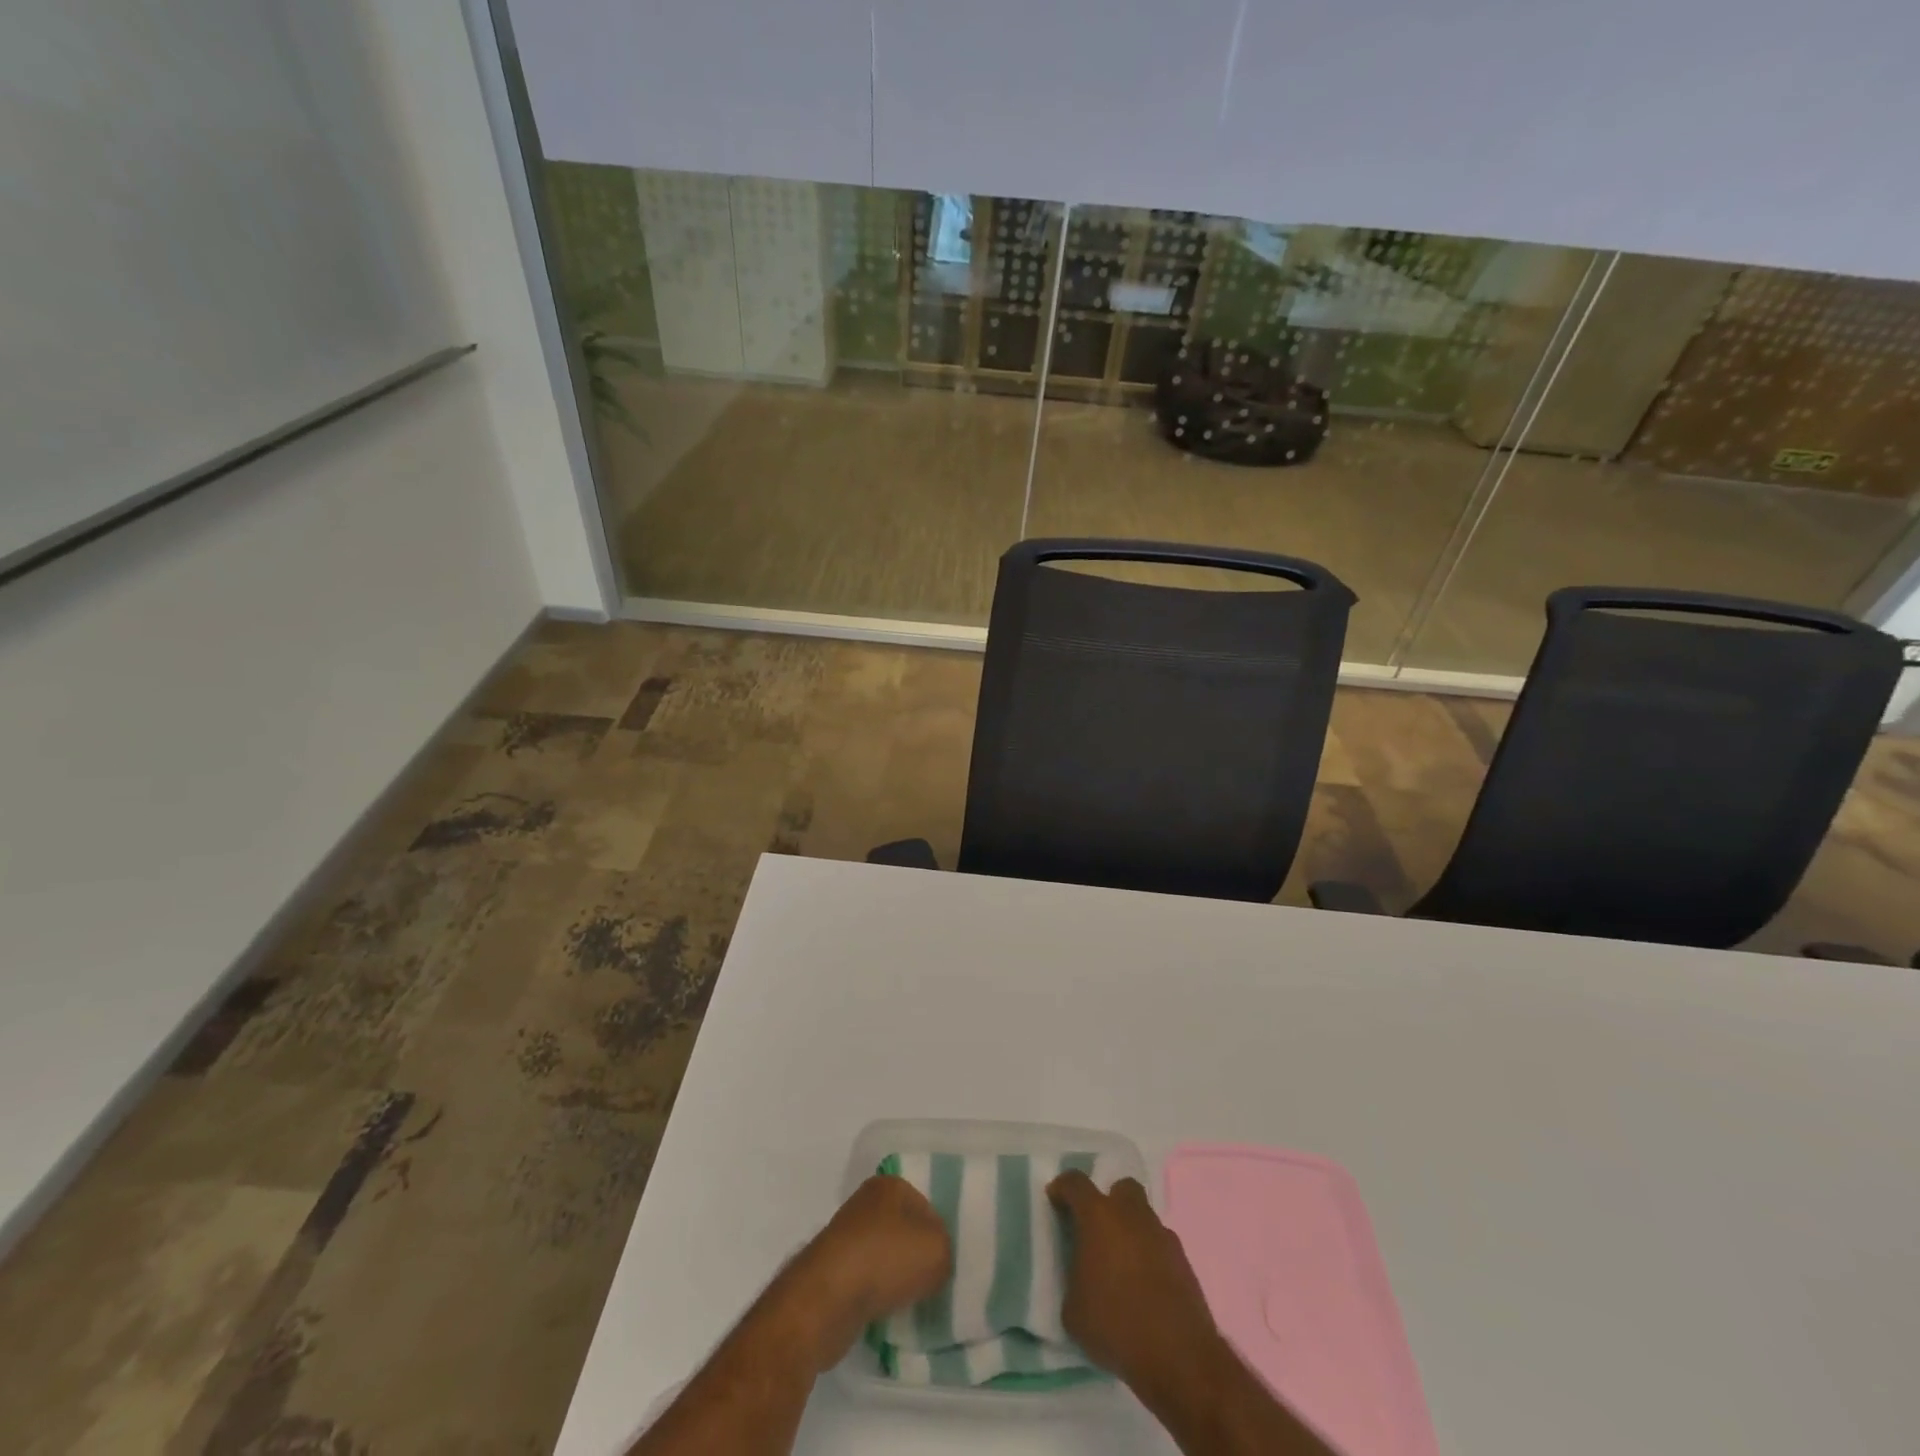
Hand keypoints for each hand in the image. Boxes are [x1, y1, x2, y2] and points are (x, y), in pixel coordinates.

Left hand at [781, 1175, 951, 1369]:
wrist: (826, 1301)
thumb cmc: (885, 1260)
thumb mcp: (938, 1250)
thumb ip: (947, 1250)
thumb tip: (938, 1260)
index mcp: (889, 1185)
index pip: (928, 1206)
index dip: (942, 1234)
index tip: (950, 1262)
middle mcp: (866, 1204)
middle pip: (906, 1231)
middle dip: (920, 1257)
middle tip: (938, 1283)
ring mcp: (847, 1238)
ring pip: (887, 1258)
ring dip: (900, 1281)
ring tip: (917, 1304)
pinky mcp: (834, 1272)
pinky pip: (870, 1282)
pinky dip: (880, 1298)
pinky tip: (892, 1315)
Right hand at [1047, 1171, 1222, 1394]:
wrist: (1179, 1357)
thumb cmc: (1116, 1326)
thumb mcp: (1073, 1310)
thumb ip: (1073, 1279)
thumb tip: (1081, 1277)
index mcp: (1098, 1216)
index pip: (1075, 1183)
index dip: (1063, 1188)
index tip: (1056, 1201)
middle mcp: (1131, 1215)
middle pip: (1121, 1189)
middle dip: (1108, 1201)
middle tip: (1097, 1231)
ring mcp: (1161, 1235)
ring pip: (1143, 1217)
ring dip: (1131, 1231)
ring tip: (1122, 1267)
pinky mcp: (1183, 1260)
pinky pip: (1160, 1245)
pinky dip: (1150, 1256)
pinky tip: (1145, 1287)